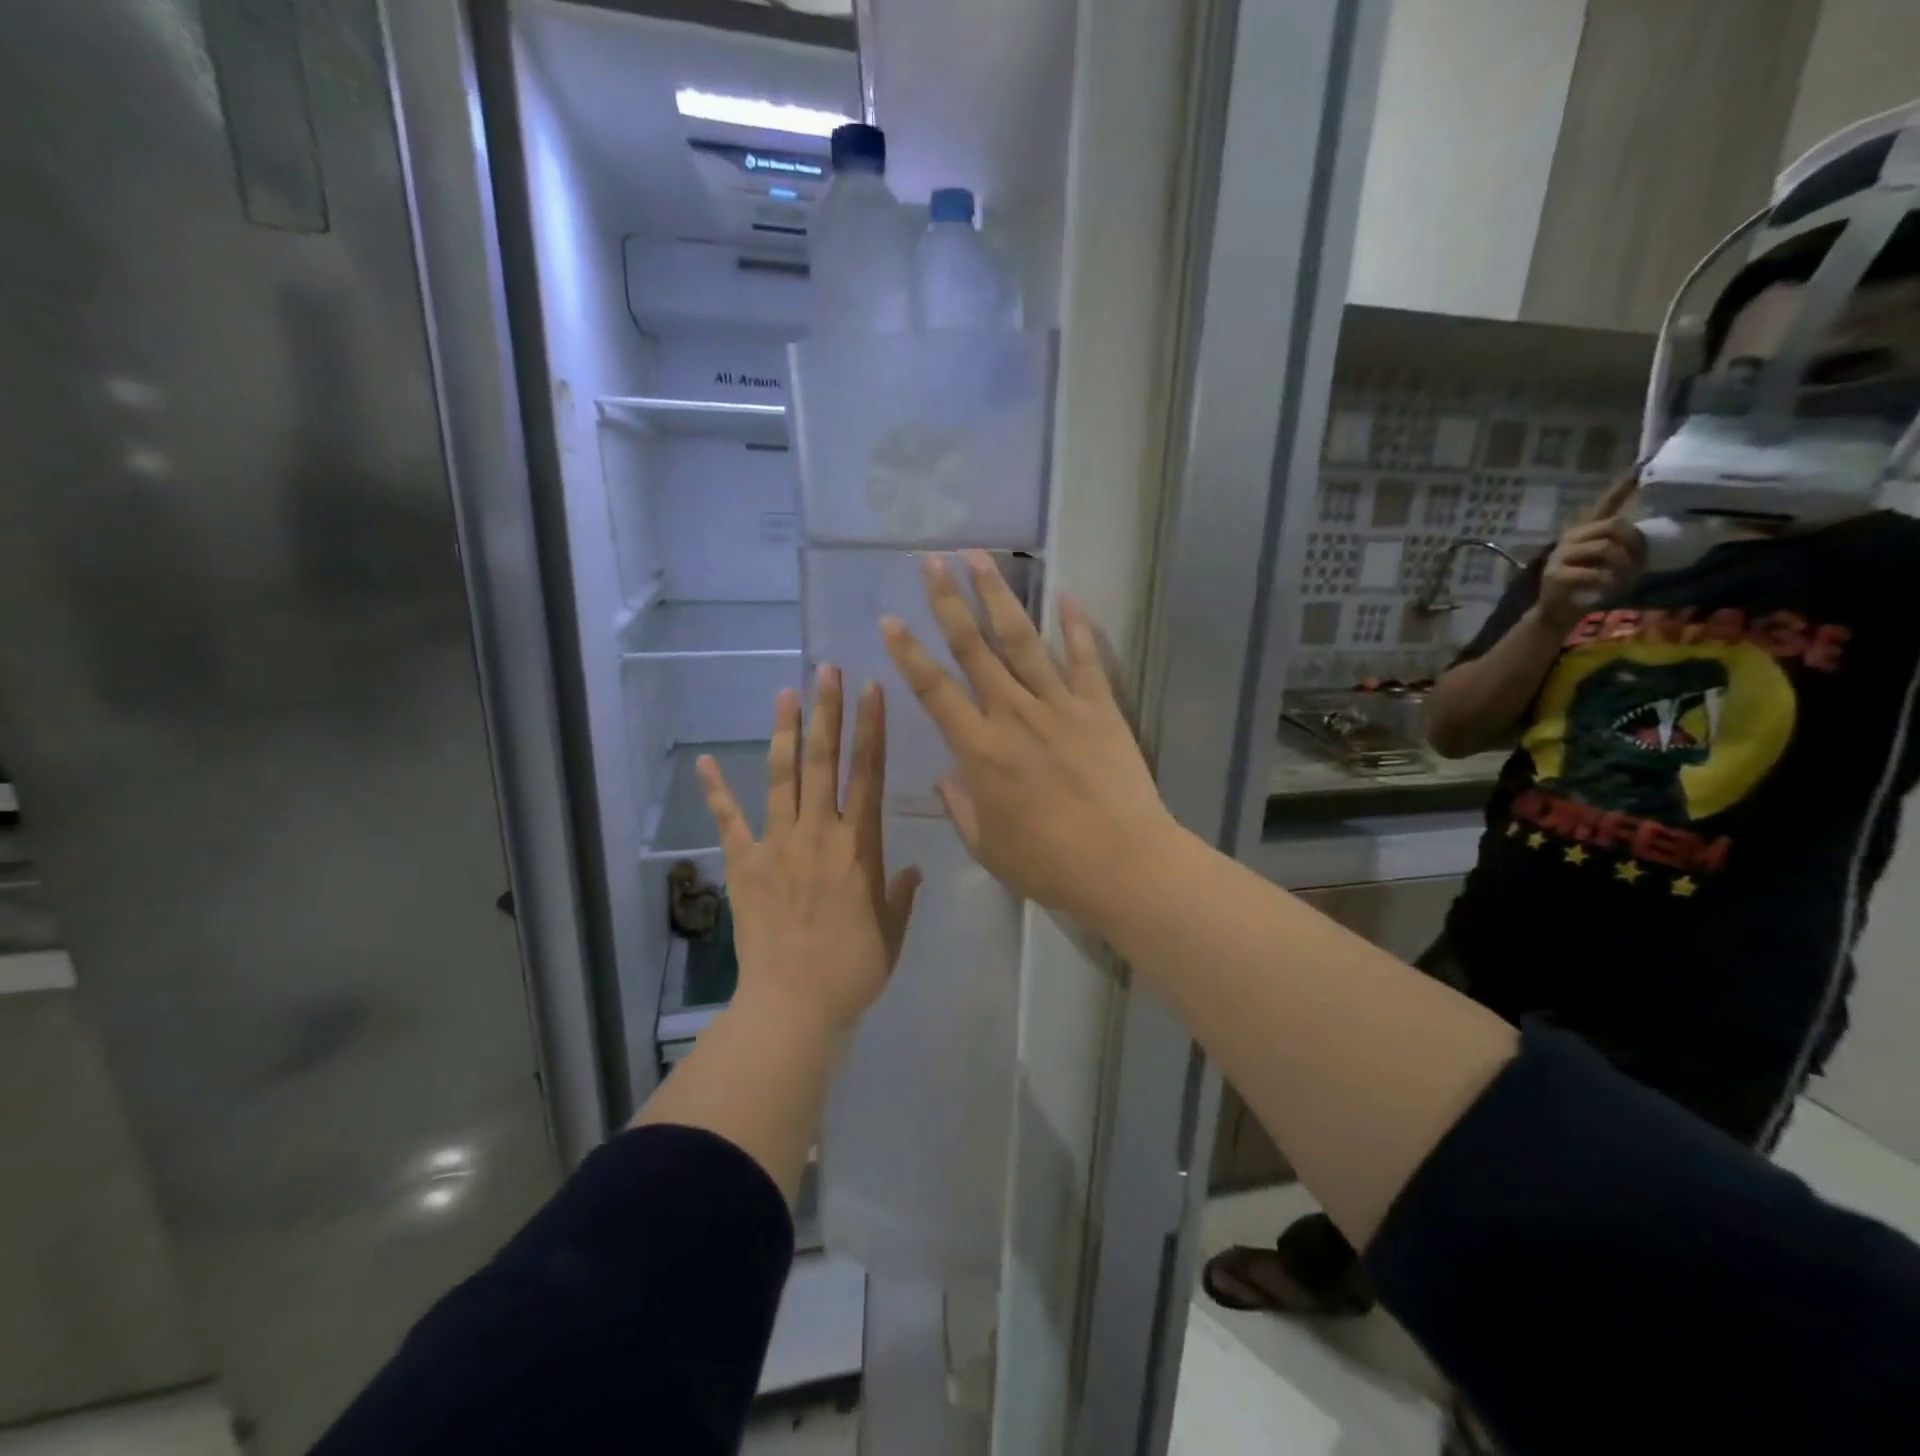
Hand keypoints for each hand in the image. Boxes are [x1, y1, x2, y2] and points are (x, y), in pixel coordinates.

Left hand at [696, 668, 920, 1036]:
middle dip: (828, 711)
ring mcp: (778, 845)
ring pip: (783, 777)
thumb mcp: (892, 932)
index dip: (872, 729)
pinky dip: (717, 792)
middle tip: (826, 671)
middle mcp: (819, 832)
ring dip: (785, 732)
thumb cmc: (852, 970)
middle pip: (825, 761)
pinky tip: (705, 762)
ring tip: (786, 692)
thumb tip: (913, 869)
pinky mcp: (744, 864)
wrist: (794, 1004)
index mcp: (859, 845)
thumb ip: (902, 895)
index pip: (869, 774)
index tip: (873, 690)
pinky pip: (729, 821)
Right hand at [880, 551, 1181, 925]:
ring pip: (1022, 640)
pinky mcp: (1100, 708)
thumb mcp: (986, 845)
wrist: (1121, 863)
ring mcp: (1059, 705)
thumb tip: (945, 776)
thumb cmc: (1047, 863)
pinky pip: (1085, 659)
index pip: (934, 690)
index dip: (908, 654)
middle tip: (932, 561)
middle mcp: (1013, 714)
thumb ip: (959, 806)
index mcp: (979, 749)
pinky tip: (1067, 595)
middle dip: (948, 601)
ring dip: (998, 597)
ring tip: (980, 559)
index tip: (890, 621)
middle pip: (974, 648)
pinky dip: (1076, 626)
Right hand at [1537, 474, 1646, 630]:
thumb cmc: (1587, 587)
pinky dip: (1607, 583)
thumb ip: (1623, 547)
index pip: (1604, 505)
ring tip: (1623, 580)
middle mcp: (1570, 538)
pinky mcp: (1556, 575)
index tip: (1639, 467)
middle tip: (1639, 562)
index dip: (1621, 487)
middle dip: (1633, 544)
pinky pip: (1594, 573)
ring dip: (1623, 566)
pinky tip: (1606, 590)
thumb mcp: (1608, 563)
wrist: (1557, 612)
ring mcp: (1560, 556)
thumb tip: (1652, 538)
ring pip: (1606, 549)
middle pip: (1613, 526)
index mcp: (1584, 533)